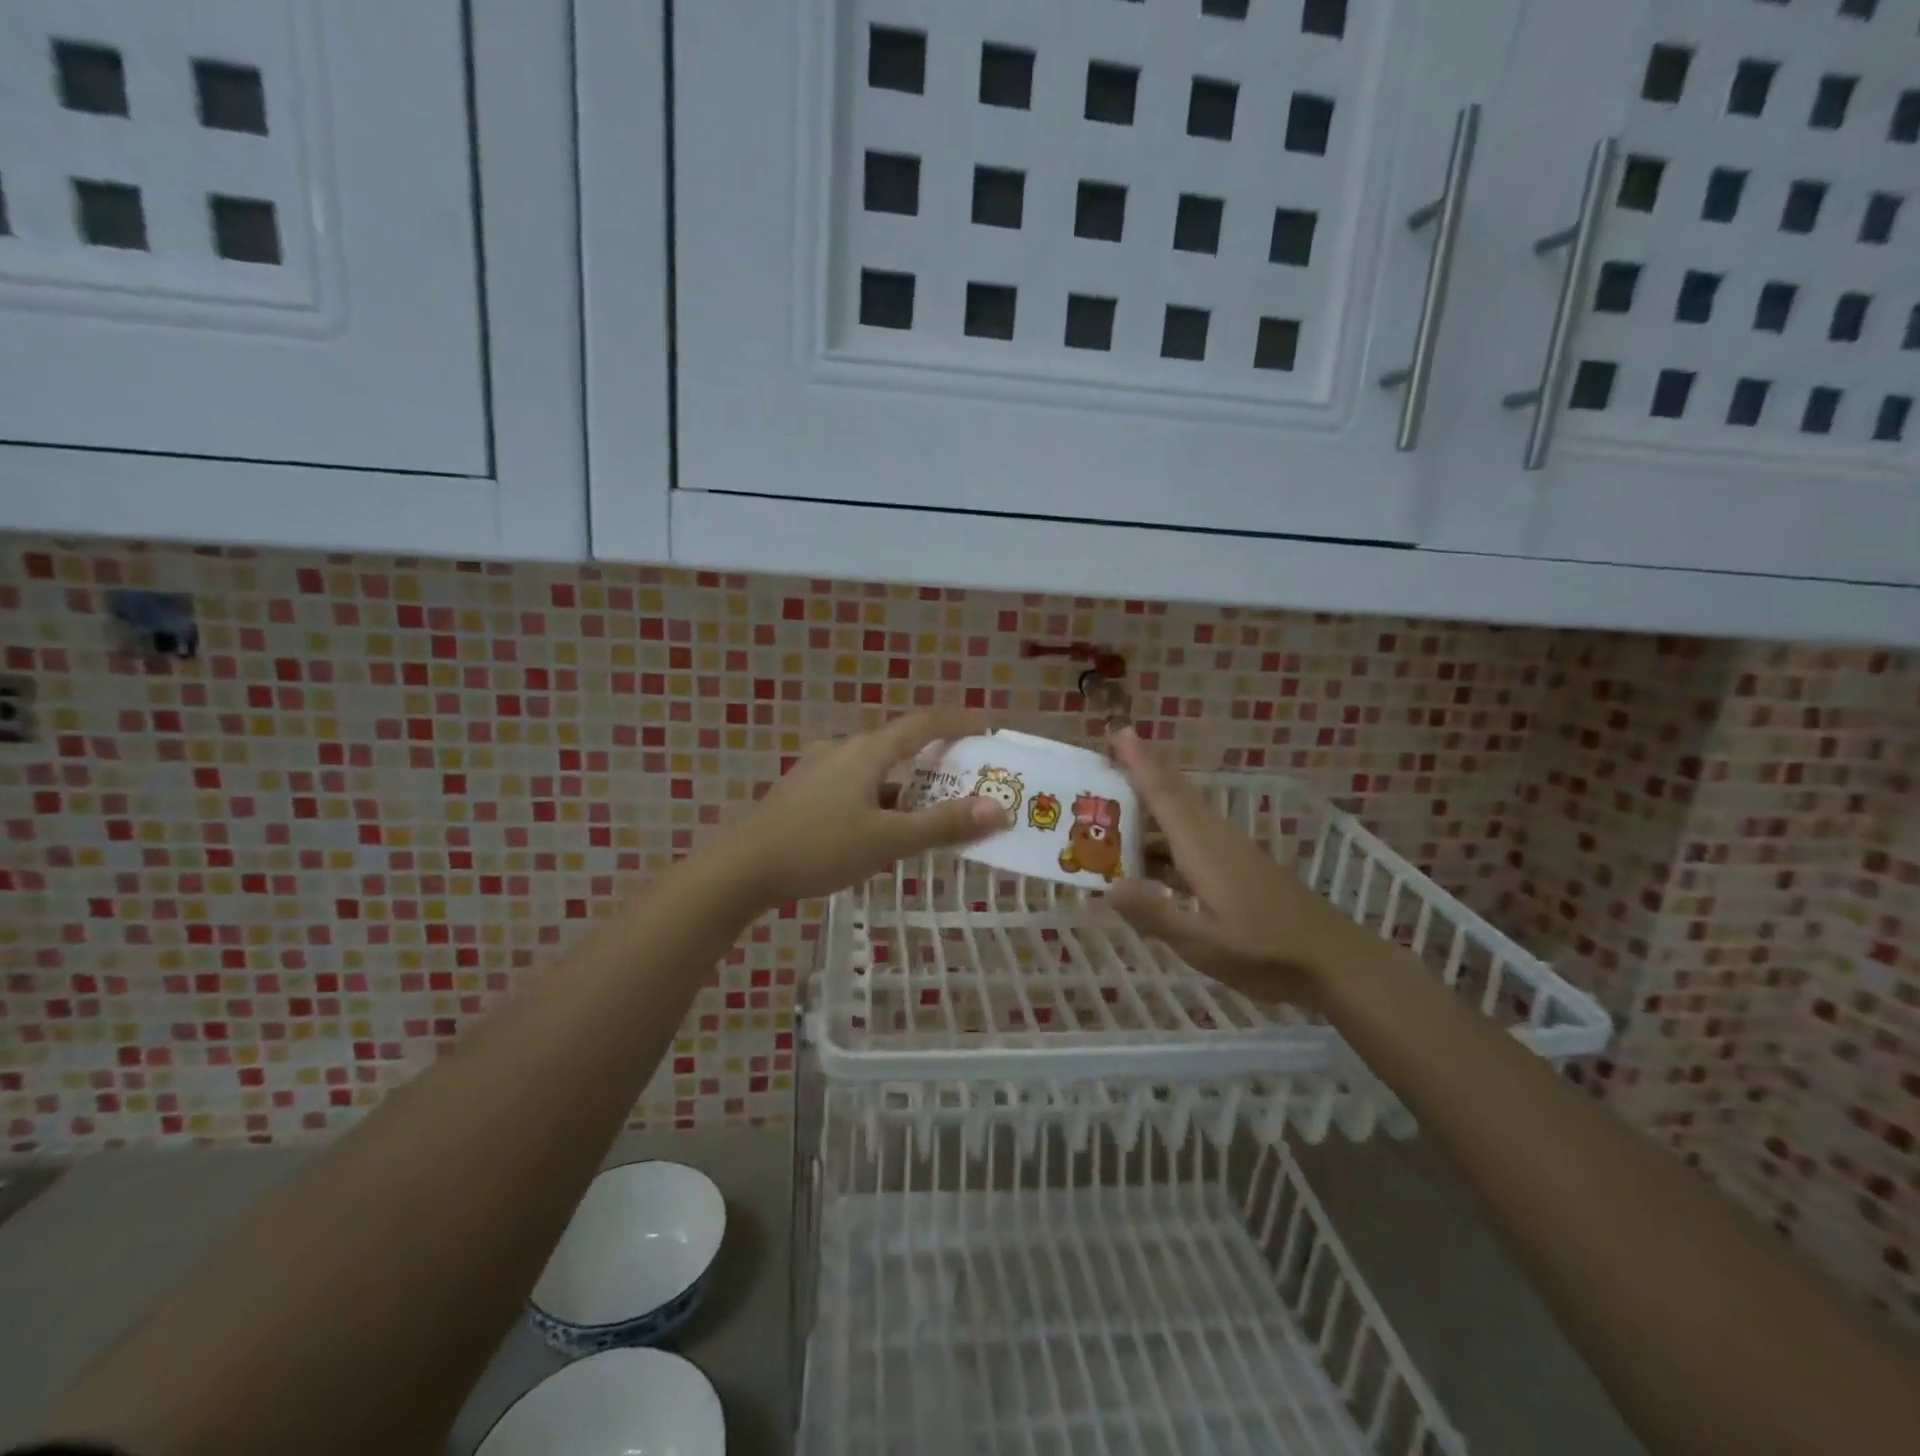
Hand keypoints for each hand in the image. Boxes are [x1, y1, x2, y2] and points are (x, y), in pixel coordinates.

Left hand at [720, 710, 1009, 902]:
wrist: (741, 868)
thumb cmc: (818, 847)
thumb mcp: (887, 840)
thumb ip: (942, 825)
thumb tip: (998, 810)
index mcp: (866, 752)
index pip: (923, 724)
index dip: (958, 721)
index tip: (988, 725)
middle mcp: (842, 750)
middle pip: (899, 745)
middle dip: (935, 758)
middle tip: (966, 775)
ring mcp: (819, 770)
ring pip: (876, 769)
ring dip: (907, 784)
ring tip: (931, 808)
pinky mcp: (803, 792)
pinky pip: (855, 785)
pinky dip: (881, 798)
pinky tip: (882, 826)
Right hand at [1107, 729, 1366, 1006]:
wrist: (1335, 960)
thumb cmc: (1267, 952)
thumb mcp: (1205, 945)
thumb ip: (1156, 915)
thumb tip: (1108, 886)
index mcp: (1202, 848)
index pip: (1163, 794)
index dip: (1138, 761)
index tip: (1117, 729)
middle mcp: (1214, 838)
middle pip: (1174, 793)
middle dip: (1141, 769)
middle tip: (1107, 752)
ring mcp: (1229, 851)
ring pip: (1183, 813)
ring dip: (1151, 801)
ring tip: (1114, 803)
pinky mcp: (1238, 865)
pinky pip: (1192, 835)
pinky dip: (1164, 833)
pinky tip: (1149, 857)